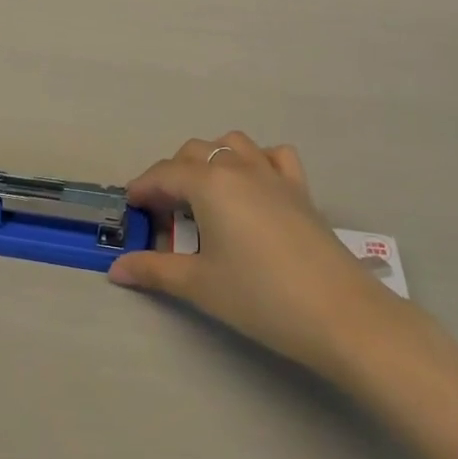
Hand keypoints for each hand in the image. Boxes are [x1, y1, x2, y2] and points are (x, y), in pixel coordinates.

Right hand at [109, 133, 392, 381]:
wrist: (340, 314)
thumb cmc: (260, 297)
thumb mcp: (200, 285)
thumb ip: (155, 271)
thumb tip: (117, 269)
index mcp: (209, 183)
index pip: (164, 174)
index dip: (142, 189)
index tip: (131, 208)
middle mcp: (239, 167)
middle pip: (194, 152)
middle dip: (172, 175)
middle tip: (164, 213)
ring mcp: (273, 174)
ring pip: (232, 144)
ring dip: (211, 159)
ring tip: (204, 195)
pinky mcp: (301, 189)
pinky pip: (274, 156)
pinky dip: (257, 160)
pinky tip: (253, 187)